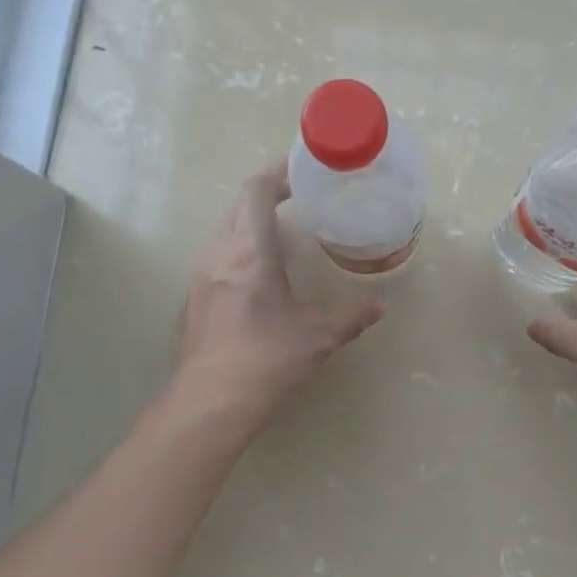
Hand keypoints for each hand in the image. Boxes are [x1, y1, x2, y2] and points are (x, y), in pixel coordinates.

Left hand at [167, 160, 383, 435]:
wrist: (208, 406)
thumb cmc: (265, 362)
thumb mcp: (317, 337)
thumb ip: (351, 316)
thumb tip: (381, 305)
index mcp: (249, 251)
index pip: (256, 190)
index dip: (279, 172)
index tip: (304, 171)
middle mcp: (220, 252)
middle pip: (239, 203)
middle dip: (268, 191)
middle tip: (302, 195)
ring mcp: (202, 273)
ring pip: (226, 226)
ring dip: (252, 217)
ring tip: (285, 226)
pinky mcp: (196, 295)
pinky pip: (219, 250)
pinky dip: (241, 241)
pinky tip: (262, 266)